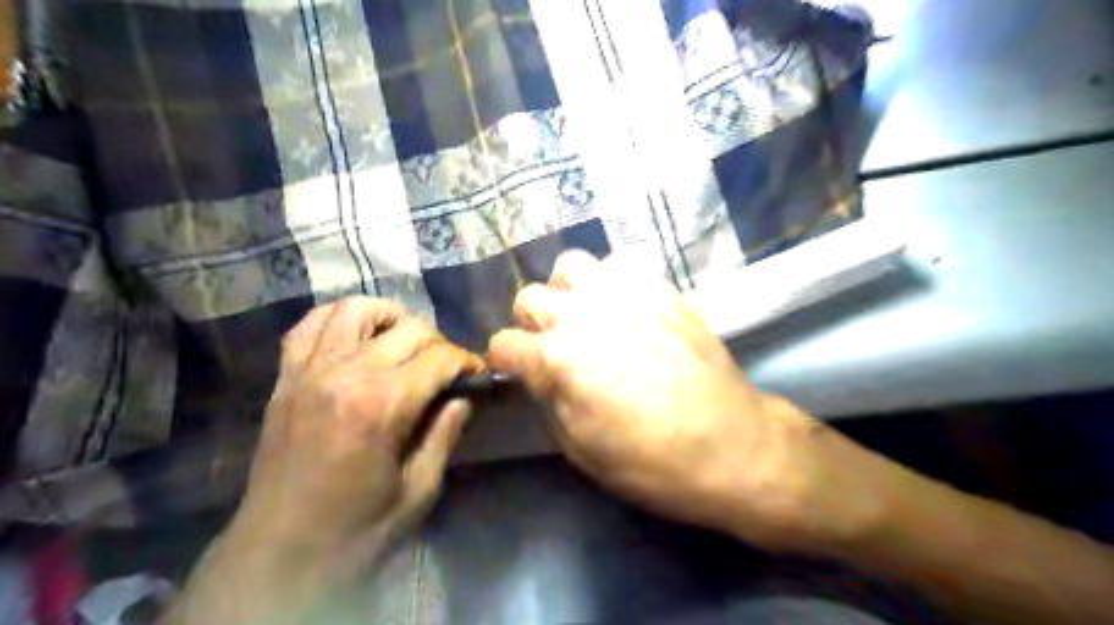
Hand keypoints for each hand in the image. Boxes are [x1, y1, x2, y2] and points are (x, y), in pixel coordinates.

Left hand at [230, 297, 483, 576]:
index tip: (478, 374)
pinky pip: (308, 325)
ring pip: (355, 309)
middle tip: (447, 369)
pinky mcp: (285, 378)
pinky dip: (337, 318)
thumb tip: (465, 397)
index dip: (467, 361)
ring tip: (403, 340)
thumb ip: (446, 433)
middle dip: (438, 342)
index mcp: (383, 404)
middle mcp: (346, 374)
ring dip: (389, 317)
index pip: (440, 357)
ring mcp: (310, 371)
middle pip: (407, 328)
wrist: (280, 556)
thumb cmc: (358, 530)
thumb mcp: (419, 489)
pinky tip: (355, 335)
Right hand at [489, 250, 834, 547]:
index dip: (504, 361)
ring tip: (586, 316)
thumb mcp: (580, 448)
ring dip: (568, 291)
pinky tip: (625, 309)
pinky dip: (611, 284)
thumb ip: (547, 400)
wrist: (730, 444)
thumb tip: (536, 374)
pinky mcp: (661, 288)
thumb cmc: (650, 461)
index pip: (504, 343)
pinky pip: (620, 266)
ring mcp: (625, 294)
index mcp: (558, 358)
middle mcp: (584, 315)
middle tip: (552, 345)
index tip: (515, 370)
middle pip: (529, 297)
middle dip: (531, 323)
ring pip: (572, 266)